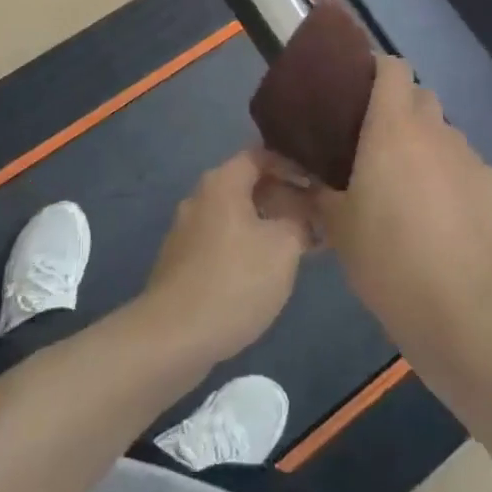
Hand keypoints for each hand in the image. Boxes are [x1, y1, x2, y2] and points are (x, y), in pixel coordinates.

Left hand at [141, 151, 312, 369]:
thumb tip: (307, 211)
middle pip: (247, 185)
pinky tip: (265, 273)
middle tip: (315, 218)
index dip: (291, 165)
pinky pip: (222, 241)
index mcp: (222, 183)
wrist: (174, 337)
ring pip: (235, 216)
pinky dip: (247, 247)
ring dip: (267, 225)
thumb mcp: (284, 247)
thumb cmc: (235, 281)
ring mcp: (186, 231)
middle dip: (283, 198)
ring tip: (299, 248)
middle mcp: (200, 197)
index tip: (317, 183)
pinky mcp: (181, 262)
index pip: (260, 155)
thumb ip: (301, 220)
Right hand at [310, 55, 491, 377]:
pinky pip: (476, 173)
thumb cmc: (387, 260)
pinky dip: (461, 185)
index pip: (392, 68)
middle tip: (381, 149)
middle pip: (421, 99)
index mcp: (393, 128)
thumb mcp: (336, 225)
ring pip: (447, 139)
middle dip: (402, 113)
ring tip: (418, 193)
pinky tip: (454, 222)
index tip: (360, 90)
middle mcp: (437, 132)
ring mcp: (475, 159)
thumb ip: (318, 187)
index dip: (377, 70)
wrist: (463, 314)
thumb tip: (302, 169)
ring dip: (430, 152)